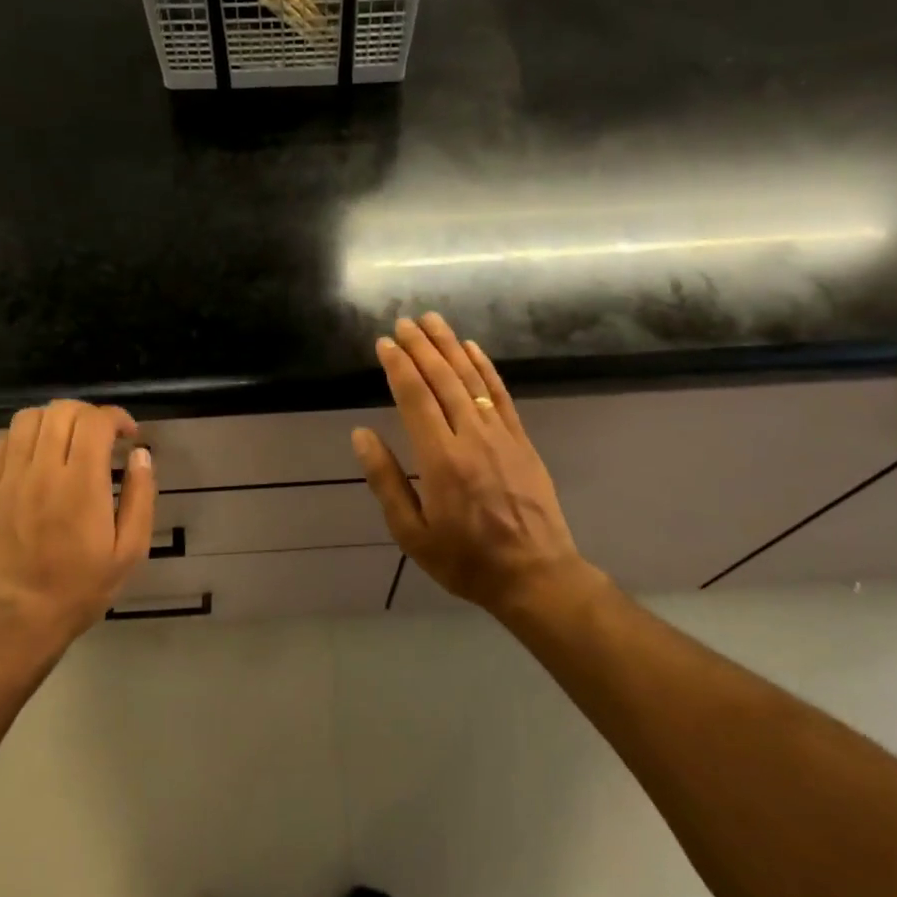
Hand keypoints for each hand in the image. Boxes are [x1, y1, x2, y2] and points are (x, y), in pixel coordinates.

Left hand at [0, 400, 156, 656]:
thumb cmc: (80, 590)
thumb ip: (141, 498)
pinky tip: (39, 457)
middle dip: (89, 414)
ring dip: (56, 419)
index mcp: (81, 485)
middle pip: (62, 410)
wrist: (15, 622)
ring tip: (69, 441)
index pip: (95, 421)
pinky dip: (27, 436)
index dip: (117, 417)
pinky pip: (5, 441)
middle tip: (102, 438)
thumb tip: (140, 455)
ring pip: (29, 417)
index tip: (128, 435)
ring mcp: (9, 478)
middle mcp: (42, 472)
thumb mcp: (129, 552)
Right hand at [353, 314, 588, 613]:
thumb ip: (386, 480)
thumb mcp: (412, 533)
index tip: (385, 343)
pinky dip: (486, 367)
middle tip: (404, 322)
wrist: (535, 575)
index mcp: (440, 459)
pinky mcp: (521, 440)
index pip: (415, 397)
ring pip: (471, 379)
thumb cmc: (465, 560)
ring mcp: (500, 435)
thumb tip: (361, 435)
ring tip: (433, 321)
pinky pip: (501, 394)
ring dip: (450, 346)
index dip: (399, 366)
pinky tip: (473, 348)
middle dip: (421, 347)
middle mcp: (470, 436)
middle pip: (443, 379)